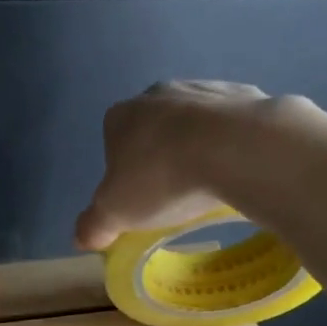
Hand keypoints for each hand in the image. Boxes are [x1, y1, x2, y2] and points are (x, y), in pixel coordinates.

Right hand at [75, 81, 282, 249]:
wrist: (234, 147)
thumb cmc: (161, 178)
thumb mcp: (115, 213)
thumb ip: (93, 225)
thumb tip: (82, 237)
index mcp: (120, 116)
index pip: (112, 144)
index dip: (123, 173)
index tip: (139, 198)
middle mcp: (157, 93)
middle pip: (153, 130)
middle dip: (161, 156)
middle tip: (173, 192)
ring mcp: (203, 88)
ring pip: (194, 122)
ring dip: (198, 146)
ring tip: (210, 183)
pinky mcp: (245, 94)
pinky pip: (234, 122)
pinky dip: (234, 141)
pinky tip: (239, 166)